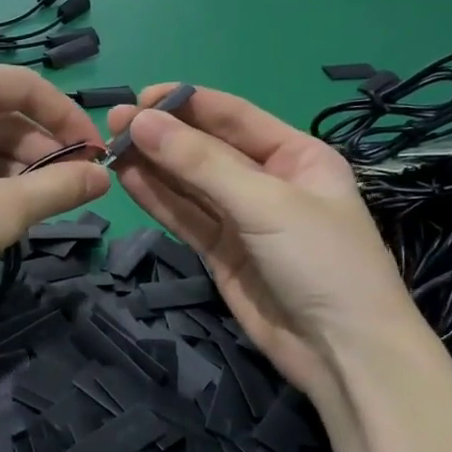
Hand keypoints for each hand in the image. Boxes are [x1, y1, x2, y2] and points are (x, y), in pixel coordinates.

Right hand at [105, 85, 420, 397]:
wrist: (343, 354)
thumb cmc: (321, 262)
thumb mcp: (266, 203)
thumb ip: (201, 163)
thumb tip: (142, 122)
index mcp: (296, 155)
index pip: (233, 116)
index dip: (186, 103)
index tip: (139, 98)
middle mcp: (268, 181)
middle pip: (206, 149)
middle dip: (162, 135)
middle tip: (113, 123)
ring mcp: (242, 219)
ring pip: (190, 183)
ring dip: (152, 165)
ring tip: (109, 147)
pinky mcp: (221, 252)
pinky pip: (185, 217)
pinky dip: (157, 198)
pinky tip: (127, 178)